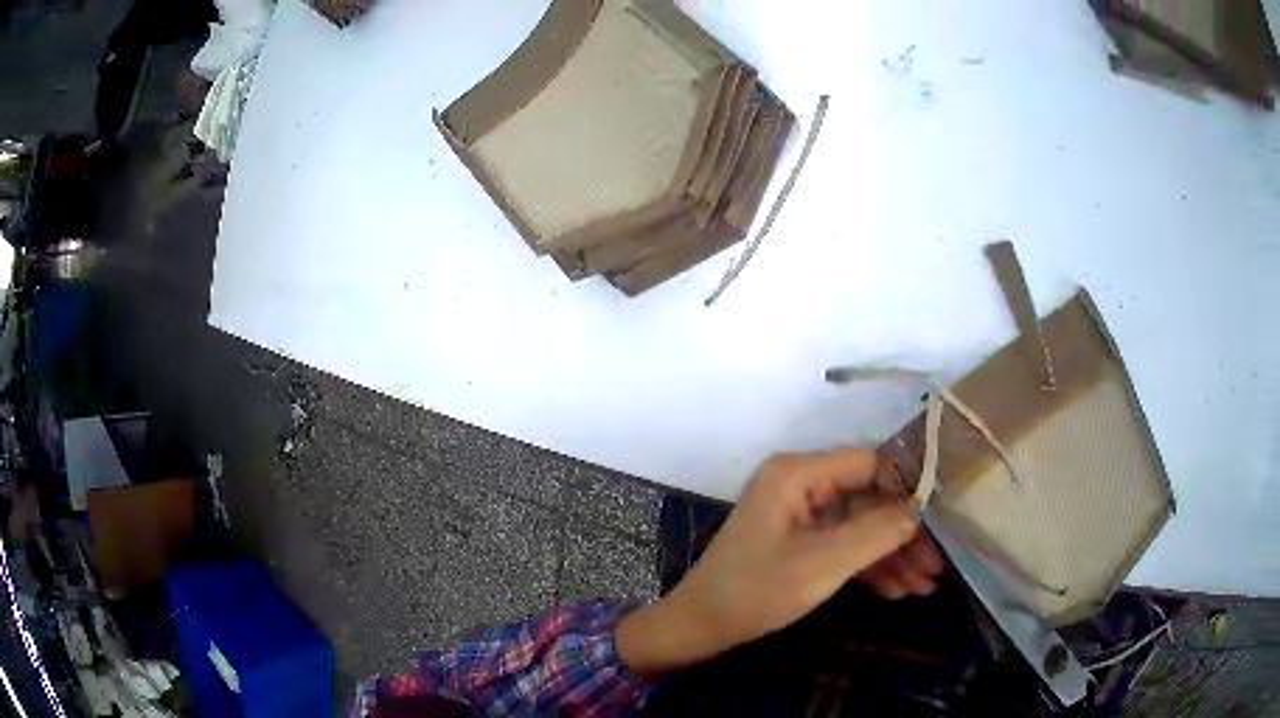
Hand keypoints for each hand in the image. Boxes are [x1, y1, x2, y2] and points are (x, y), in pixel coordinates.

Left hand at [617, 450, 938, 676]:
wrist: (701, 626)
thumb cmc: (756, 591)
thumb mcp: (822, 564)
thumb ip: (875, 533)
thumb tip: (918, 511)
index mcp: (798, 474)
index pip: (870, 465)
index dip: (906, 491)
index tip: (938, 523)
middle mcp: (800, 484)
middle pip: (869, 500)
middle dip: (903, 536)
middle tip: (935, 568)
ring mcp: (799, 514)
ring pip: (859, 527)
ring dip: (891, 556)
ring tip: (924, 587)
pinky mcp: (798, 541)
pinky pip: (842, 546)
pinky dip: (868, 567)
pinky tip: (896, 591)